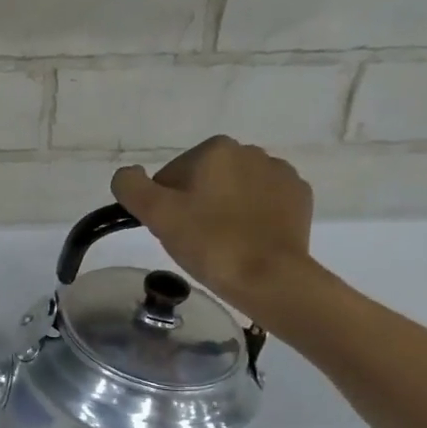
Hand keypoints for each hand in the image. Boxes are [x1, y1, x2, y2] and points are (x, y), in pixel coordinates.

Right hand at [111, 136, 317, 323]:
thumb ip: (131, 187)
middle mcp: (251, 151)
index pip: (171, 176)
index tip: (172, 231)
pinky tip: (247, 242)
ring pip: (234, 191)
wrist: (270, 277)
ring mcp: (281, 174)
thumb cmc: (210, 243)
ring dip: (224, 210)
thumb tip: (126, 175)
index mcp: (215, 149)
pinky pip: (263, 203)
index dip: (165, 206)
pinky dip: (252, 218)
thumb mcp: (157, 215)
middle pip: (204, 180)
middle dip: (196, 205)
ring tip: (222, 245)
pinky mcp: (299, 198)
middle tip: (194, 241)